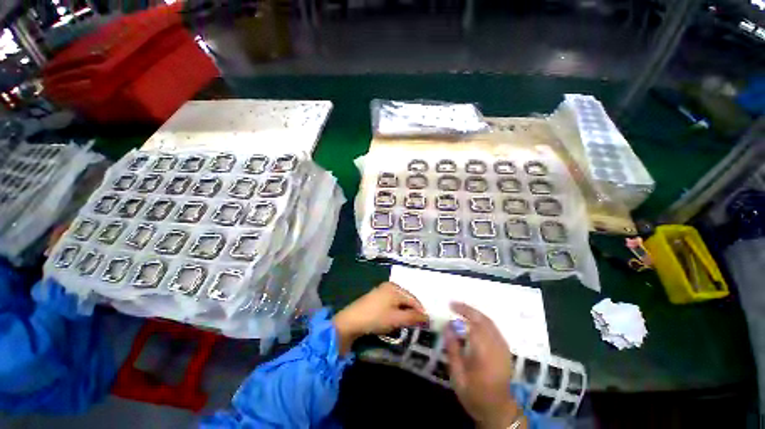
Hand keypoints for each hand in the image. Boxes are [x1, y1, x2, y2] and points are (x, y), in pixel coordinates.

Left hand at [333, 282, 426, 354]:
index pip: (413, 299)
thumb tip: (427, 318)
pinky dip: (396, 309)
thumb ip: (413, 317)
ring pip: (399, 300)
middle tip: (417, 324)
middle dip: (413, 311)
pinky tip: (395, 317)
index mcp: (395, 288)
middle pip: (406, 298)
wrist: (351, 321)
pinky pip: (392, 302)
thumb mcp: (396, 319)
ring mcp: (382, 290)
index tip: (427, 324)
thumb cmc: (376, 318)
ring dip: (404, 311)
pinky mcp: (376, 296)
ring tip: (407, 322)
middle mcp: (390, 286)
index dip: (421, 311)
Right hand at [444, 302, 525, 428]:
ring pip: (490, 323)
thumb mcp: (458, 377)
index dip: (463, 314)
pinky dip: (483, 320)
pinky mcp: (506, 350)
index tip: (450, 307)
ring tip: (461, 309)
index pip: (475, 328)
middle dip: (469, 309)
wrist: (498, 410)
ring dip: (475, 313)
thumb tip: (447, 327)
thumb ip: (453, 350)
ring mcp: (504, 349)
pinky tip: (474, 320)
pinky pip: (494, 328)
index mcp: (485, 357)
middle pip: (484, 321)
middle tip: (454, 304)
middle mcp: (497, 350)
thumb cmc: (474, 395)